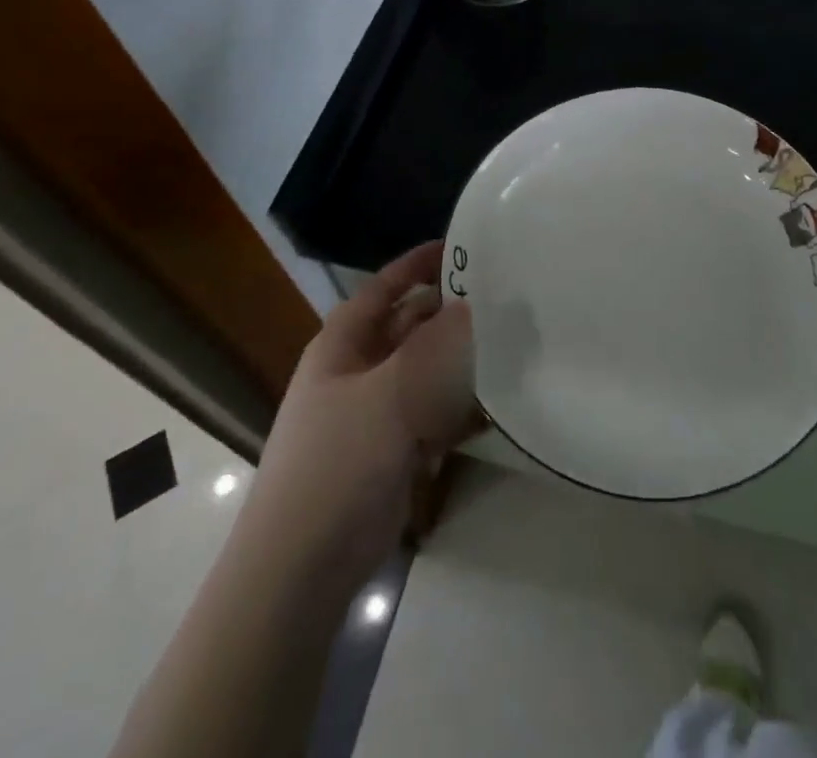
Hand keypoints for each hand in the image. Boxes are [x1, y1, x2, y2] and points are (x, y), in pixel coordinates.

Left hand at [245, 242, 475, 599]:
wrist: (303, 571)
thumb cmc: (337, 464)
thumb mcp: (389, 395)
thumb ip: (437, 347)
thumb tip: (477, 304)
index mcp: (342, 345)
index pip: (383, 288)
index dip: (417, 264)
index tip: (460, 246)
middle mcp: (359, 370)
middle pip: (410, 327)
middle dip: (450, 312)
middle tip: (505, 297)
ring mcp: (377, 413)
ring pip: (427, 371)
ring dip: (462, 359)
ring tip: (514, 342)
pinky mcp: (395, 451)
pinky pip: (435, 414)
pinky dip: (461, 406)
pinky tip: (499, 401)